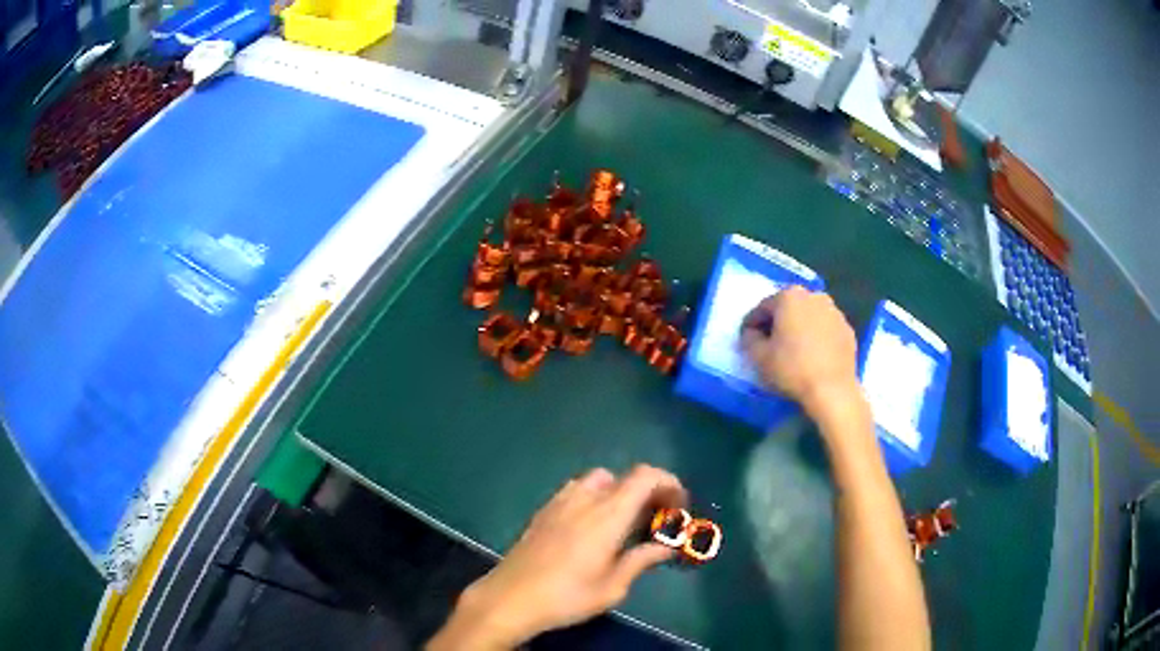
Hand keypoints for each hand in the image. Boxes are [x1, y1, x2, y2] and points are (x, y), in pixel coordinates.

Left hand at [428, 465, 686, 649]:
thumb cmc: (566, 597)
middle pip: (624, 476)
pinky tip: (591, 527)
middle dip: (647, 490)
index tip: (678, 506)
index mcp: (607, 516)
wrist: (510, 598)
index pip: (645, 476)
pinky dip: (595, 497)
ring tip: (624, 522)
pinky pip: (576, 490)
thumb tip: (667, 547)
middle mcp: (585, 500)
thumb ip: (641, 561)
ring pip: (598, 480)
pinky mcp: (543, 511)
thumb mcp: (612, 588)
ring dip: (619, 491)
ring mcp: (560, 502)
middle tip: (655, 518)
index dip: (668, 482)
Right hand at [741, 286, 861, 419]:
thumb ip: (749, 339)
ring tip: (792, 351)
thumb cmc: (792, 369)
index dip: (751, 324)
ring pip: (808, 317)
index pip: (763, 307)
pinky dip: (816, 338)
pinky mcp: (847, 330)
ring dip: (798, 329)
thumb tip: (751, 334)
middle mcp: (814, 297)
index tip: (746, 340)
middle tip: (769, 344)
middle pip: (788, 308)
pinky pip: (825, 330)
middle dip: (777, 323)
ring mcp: (834, 312)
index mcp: (789, 297)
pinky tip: (812, 357)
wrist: (832, 389)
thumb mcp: (759, 356)